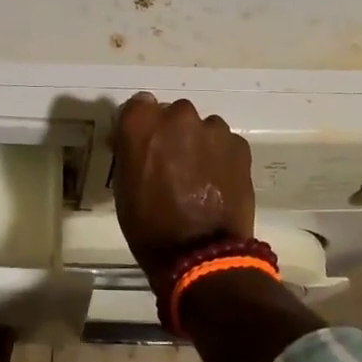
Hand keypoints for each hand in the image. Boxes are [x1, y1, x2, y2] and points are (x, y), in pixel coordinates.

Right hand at [111, 94, 256, 286]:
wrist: (201, 255)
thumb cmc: (149, 224)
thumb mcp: (123, 185)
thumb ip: (130, 152)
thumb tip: (135, 143)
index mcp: (141, 122)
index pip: (138, 106)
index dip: (141, 126)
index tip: (142, 145)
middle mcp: (177, 115)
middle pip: (173, 114)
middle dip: (172, 133)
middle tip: (172, 164)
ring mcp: (212, 129)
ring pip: (202, 128)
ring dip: (198, 144)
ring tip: (198, 177)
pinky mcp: (239, 146)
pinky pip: (225, 144)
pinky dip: (221, 158)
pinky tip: (217, 183)